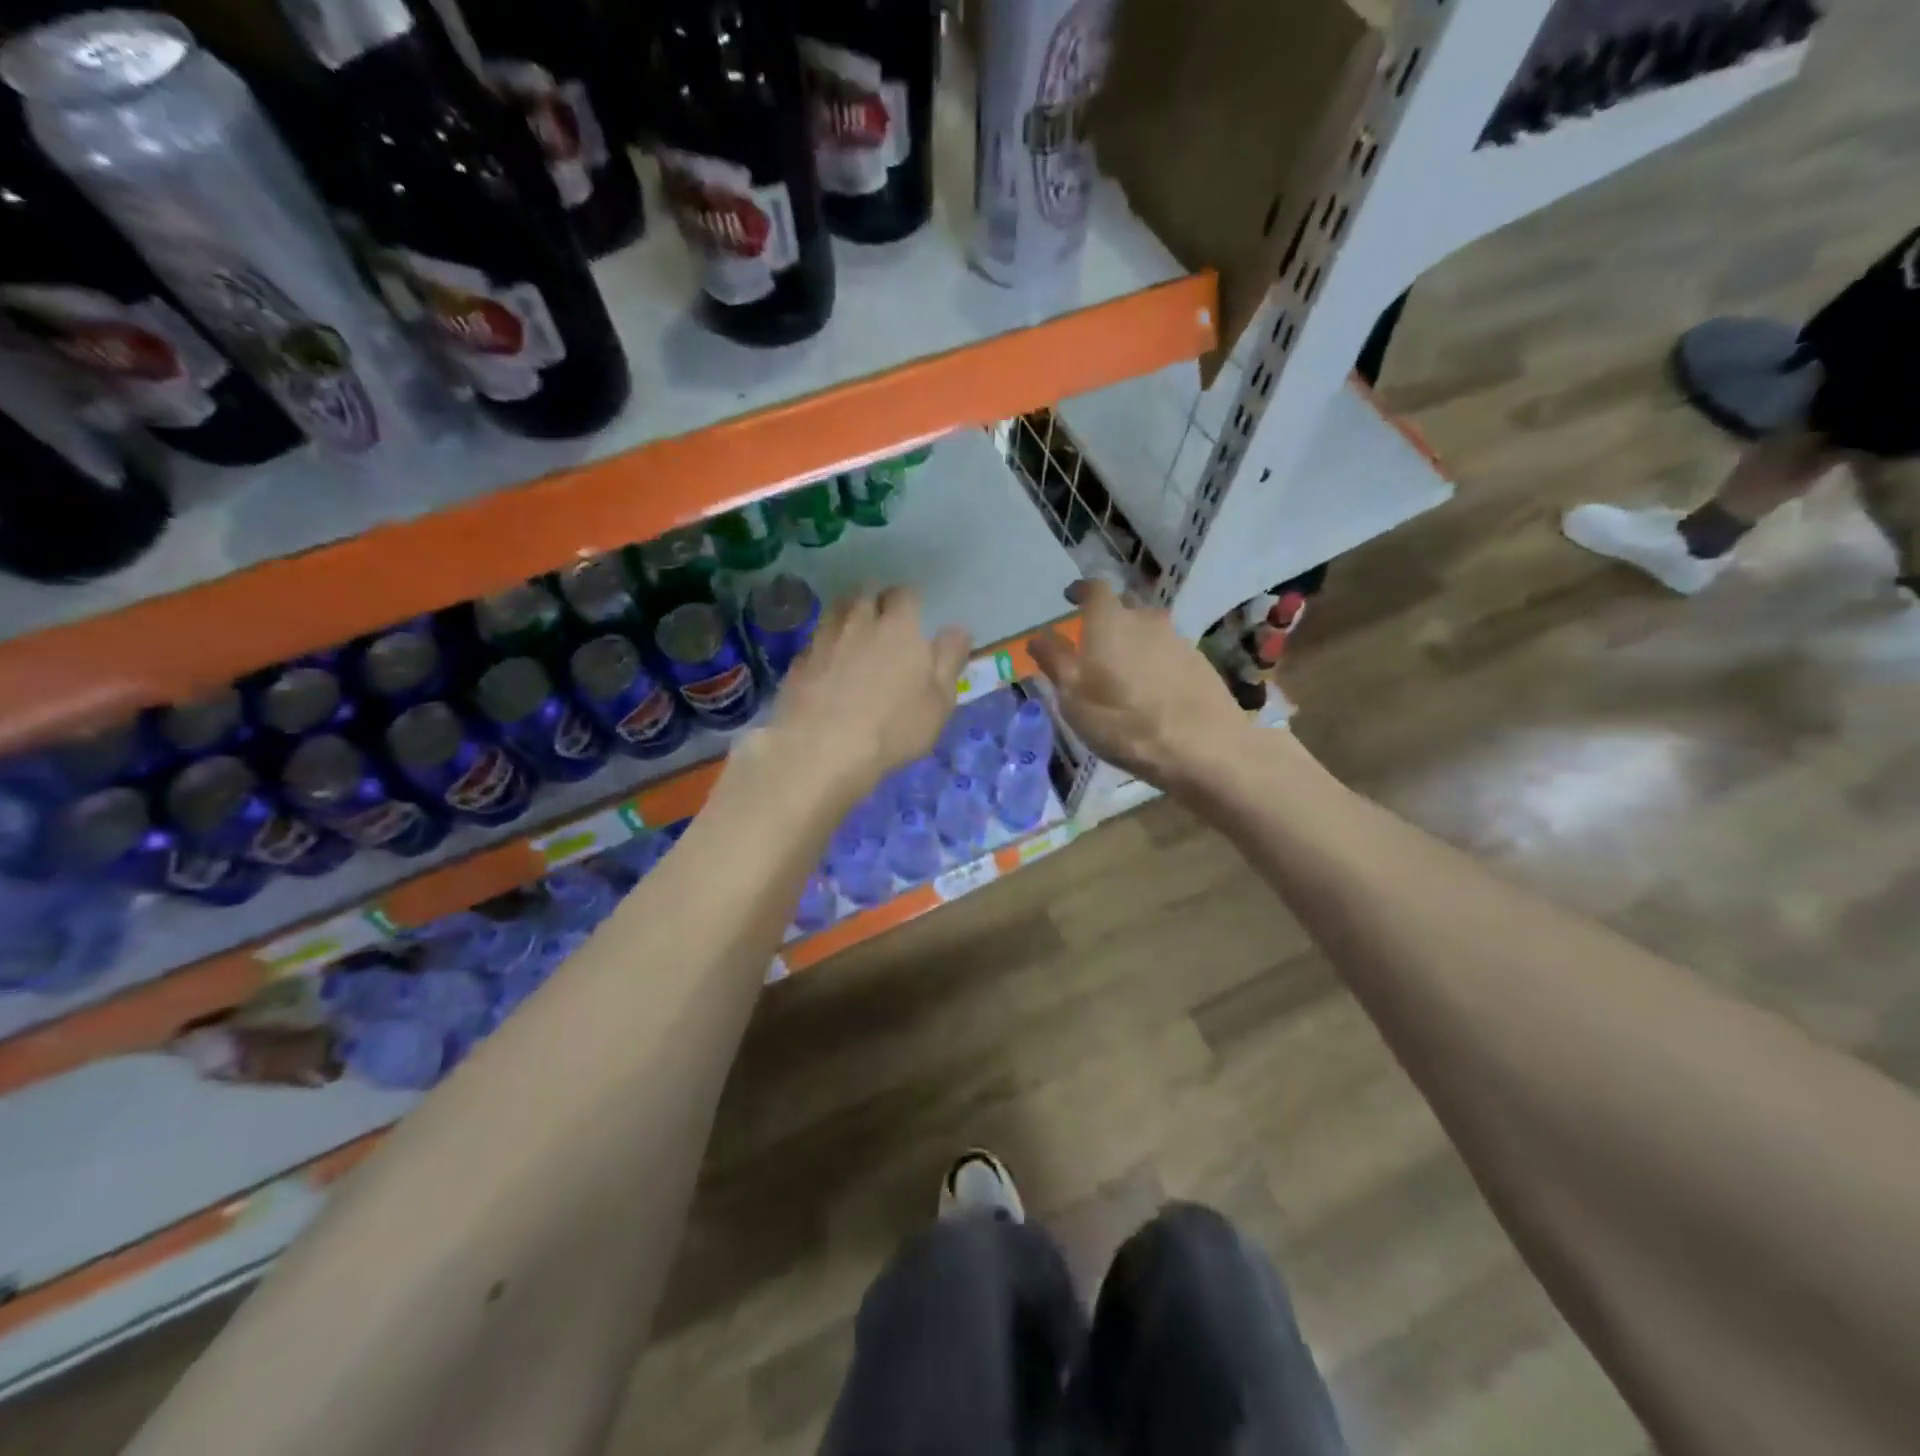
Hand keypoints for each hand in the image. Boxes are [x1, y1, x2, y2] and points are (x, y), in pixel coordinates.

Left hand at [767, 586, 971, 800]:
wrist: (822, 750)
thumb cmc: (893, 728)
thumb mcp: (939, 701)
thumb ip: (949, 660)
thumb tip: (957, 629)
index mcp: (898, 628)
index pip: (904, 594)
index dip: (909, 601)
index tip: (913, 615)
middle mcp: (858, 623)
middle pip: (865, 593)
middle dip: (874, 600)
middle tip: (881, 619)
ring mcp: (823, 640)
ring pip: (835, 611)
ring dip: (846, 615)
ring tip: (853, 634)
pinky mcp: (797, 663)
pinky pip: (814, 642)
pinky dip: (823, 646)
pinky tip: (826, 665)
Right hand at [1031, 579, 1247, 786]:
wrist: (1202, 748)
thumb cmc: (1123, 722)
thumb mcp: (1073, 697)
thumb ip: (1055, 660)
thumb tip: (1038, 636)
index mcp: (1110, 621)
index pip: (1095, 589)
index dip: (1081, 591)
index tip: (1071, 597)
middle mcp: (1146, 620)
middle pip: (1125, 605)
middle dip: (1108, 615)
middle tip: (1095, 638)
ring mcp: (1178, 640)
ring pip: (1150, 628)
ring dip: (1134, 639)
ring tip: (1123, 666)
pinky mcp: (1200, 663)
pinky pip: (1169, 651)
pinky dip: (1155, 660)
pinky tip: (1152, 687)